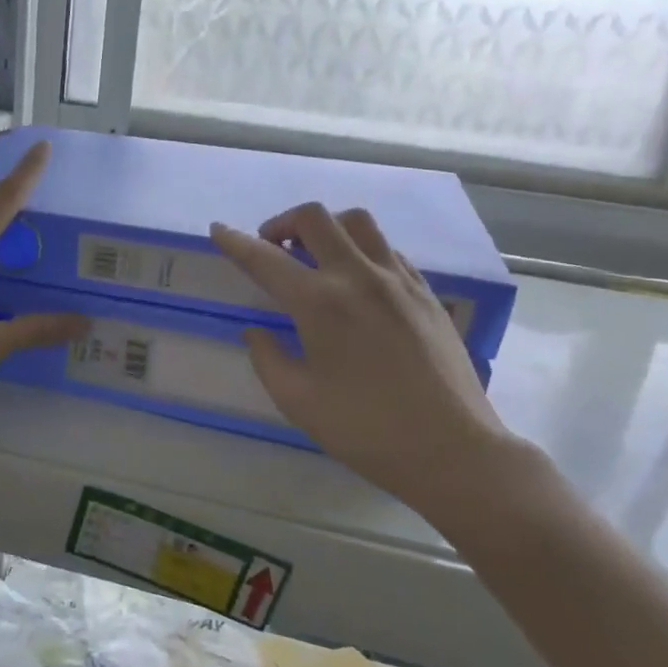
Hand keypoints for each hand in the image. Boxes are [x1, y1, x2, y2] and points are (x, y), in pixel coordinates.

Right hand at [210, 203, 525, 527]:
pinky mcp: (427, 293)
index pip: (266, 260)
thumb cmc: (364, 430)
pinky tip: (355, 280)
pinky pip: (388, 250)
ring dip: (326, 228)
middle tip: (270, 248)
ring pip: (358, 223)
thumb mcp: (298, 401)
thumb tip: (255, 332)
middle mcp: (359, 277)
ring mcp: (399, 280)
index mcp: (320, 304)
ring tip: (313, 256)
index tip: (218, 230)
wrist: (450, 448)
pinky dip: (360, 250)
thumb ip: (267, 359)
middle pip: (316, 219)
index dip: (236, 243)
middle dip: (282, 223)